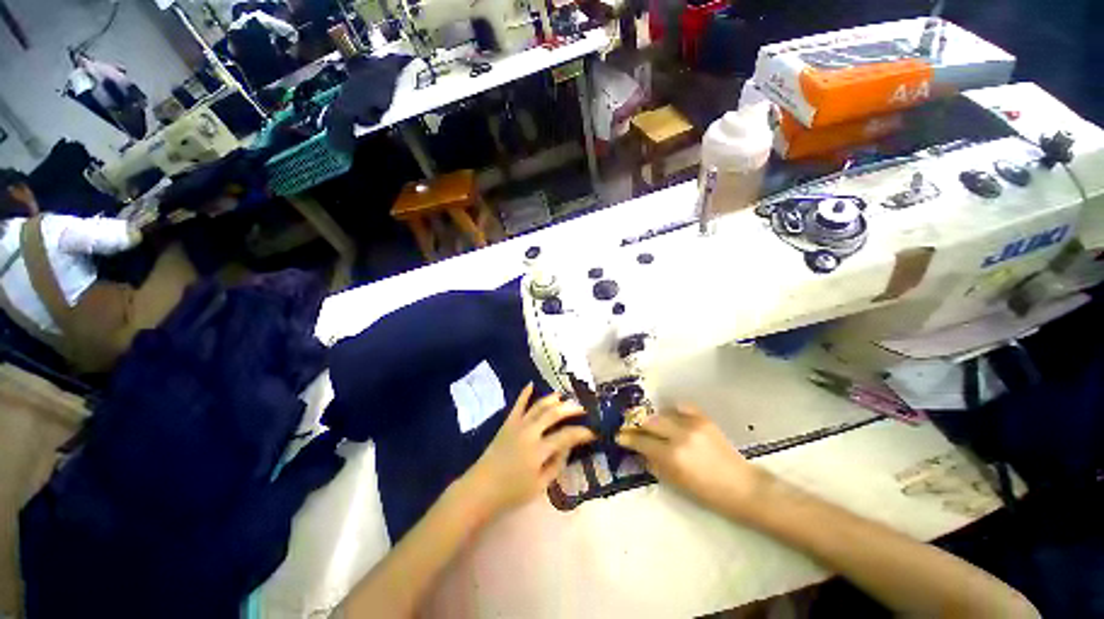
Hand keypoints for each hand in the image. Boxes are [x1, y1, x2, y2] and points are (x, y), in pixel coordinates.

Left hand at [461, 383, 595, 517]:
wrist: (481, 489)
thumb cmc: (512, 493)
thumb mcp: (540, 486)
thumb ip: (557, 464)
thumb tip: (568, 446)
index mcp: (539, 450)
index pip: (566, 436)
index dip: (582, 433)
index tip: (593, 432)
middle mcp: (530, 432)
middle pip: (553, 414)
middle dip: (570, 410)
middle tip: (582, 409)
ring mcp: (517, 425)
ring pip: (538, 406)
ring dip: (552, 399)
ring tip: (564, 397)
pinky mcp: (508, 423)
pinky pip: (518, 405)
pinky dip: (525, 393)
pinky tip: (531, 383)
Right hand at [616, 404, 769, 516]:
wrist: (742, 487)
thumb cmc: (708, 493)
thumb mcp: (675, 482)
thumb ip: (654, 463)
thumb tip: (639, 451)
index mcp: (672, 456)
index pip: (641, 441)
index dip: (628, 438)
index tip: (620, 436)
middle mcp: (679, 435)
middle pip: (649, 421)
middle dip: (637, 425)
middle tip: (632, 429)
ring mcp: (692, 424)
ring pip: (663, 413)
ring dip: (654, 420)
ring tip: (652, 426)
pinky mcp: (703, 419)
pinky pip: (681, 407)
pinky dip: (673, 411)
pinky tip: (671, 417)